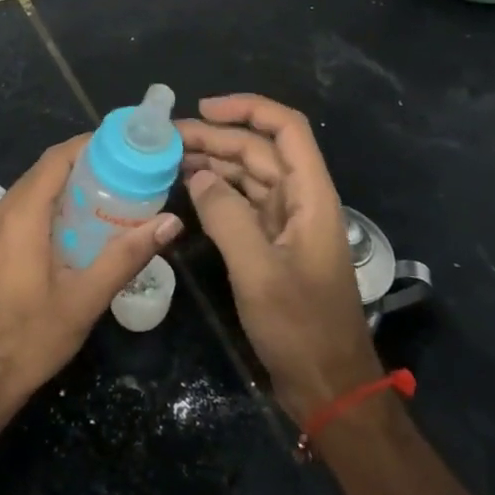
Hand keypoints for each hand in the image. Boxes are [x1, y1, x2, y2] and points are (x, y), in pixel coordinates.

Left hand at [0, 136, 181, 407]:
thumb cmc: (30, 339)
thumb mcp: (85, 300)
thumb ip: (126, 256)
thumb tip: (170, 223)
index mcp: (20, 217)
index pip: (55, 160)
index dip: (88, 145)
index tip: (124, 145)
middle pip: (43, 171)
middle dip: (83, 164)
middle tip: (126, 171)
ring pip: (31, 190)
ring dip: (66, 185)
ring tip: (109, 194)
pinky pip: (21, 209)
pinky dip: (50, 205)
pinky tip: (77, 226)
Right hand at [179, 94, 381, 421]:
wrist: (328, 386)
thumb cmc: (300, 328)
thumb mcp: (258, 271)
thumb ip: (226, 216)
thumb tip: (198, 177)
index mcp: (311, 196)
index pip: (286, 129)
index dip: (248, 109)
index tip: (203, 109)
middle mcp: (301, 200)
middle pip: (260, 150)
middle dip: (216, 137)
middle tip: (167, 138)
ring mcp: (287, 223)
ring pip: (249, 175)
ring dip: (213, 162)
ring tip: (169, 158)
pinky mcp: (274, 245)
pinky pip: (243, 204)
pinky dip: (217, 192)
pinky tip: (188, 190)